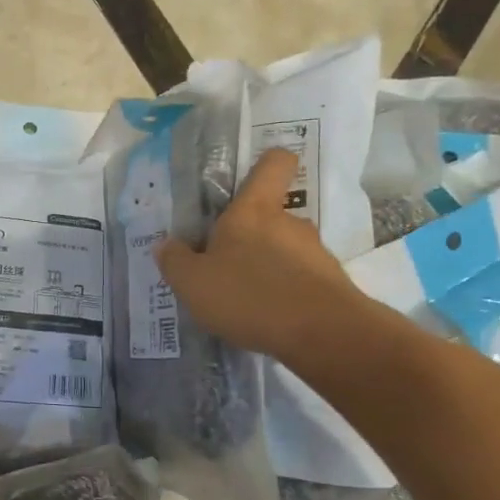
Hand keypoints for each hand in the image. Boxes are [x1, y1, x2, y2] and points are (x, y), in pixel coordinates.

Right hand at [157, 148, 369, 361]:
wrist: (323, 335)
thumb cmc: (250, 295)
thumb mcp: (193, 282)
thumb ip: (175, 261)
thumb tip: (167, 244)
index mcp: (253, 211)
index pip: (274, 165)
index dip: (266, 164)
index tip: (251, 177)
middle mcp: (289, 223)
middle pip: (271, 216)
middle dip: (252, 236)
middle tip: (227, 264)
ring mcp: (315, 253)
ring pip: (286, 250)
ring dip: (269, 267)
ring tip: (247, 299)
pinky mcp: (332, 284)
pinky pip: (302, 279)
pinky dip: (286, 293)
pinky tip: (270, 319)